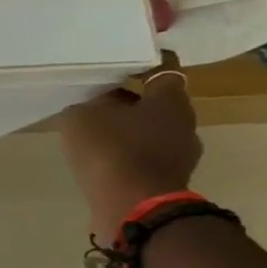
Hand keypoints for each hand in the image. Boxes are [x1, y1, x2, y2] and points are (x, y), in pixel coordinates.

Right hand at [56, 58, 201, 241]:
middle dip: (129, 101)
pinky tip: (100, 160)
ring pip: (150, 131)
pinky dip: (124, 155)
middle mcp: (184, 123)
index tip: (124, 61)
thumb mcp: (82, 118)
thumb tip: (96, 104)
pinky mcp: (166, 179)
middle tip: (97, 101)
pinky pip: (143, 157)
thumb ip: (88, 105)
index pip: (163, 70)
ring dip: (126, 130)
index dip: (143, 63)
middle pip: (156, 103)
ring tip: (93, 134)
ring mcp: (179, 154)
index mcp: (170, 101)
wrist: (133, 206)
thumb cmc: (111, 151)